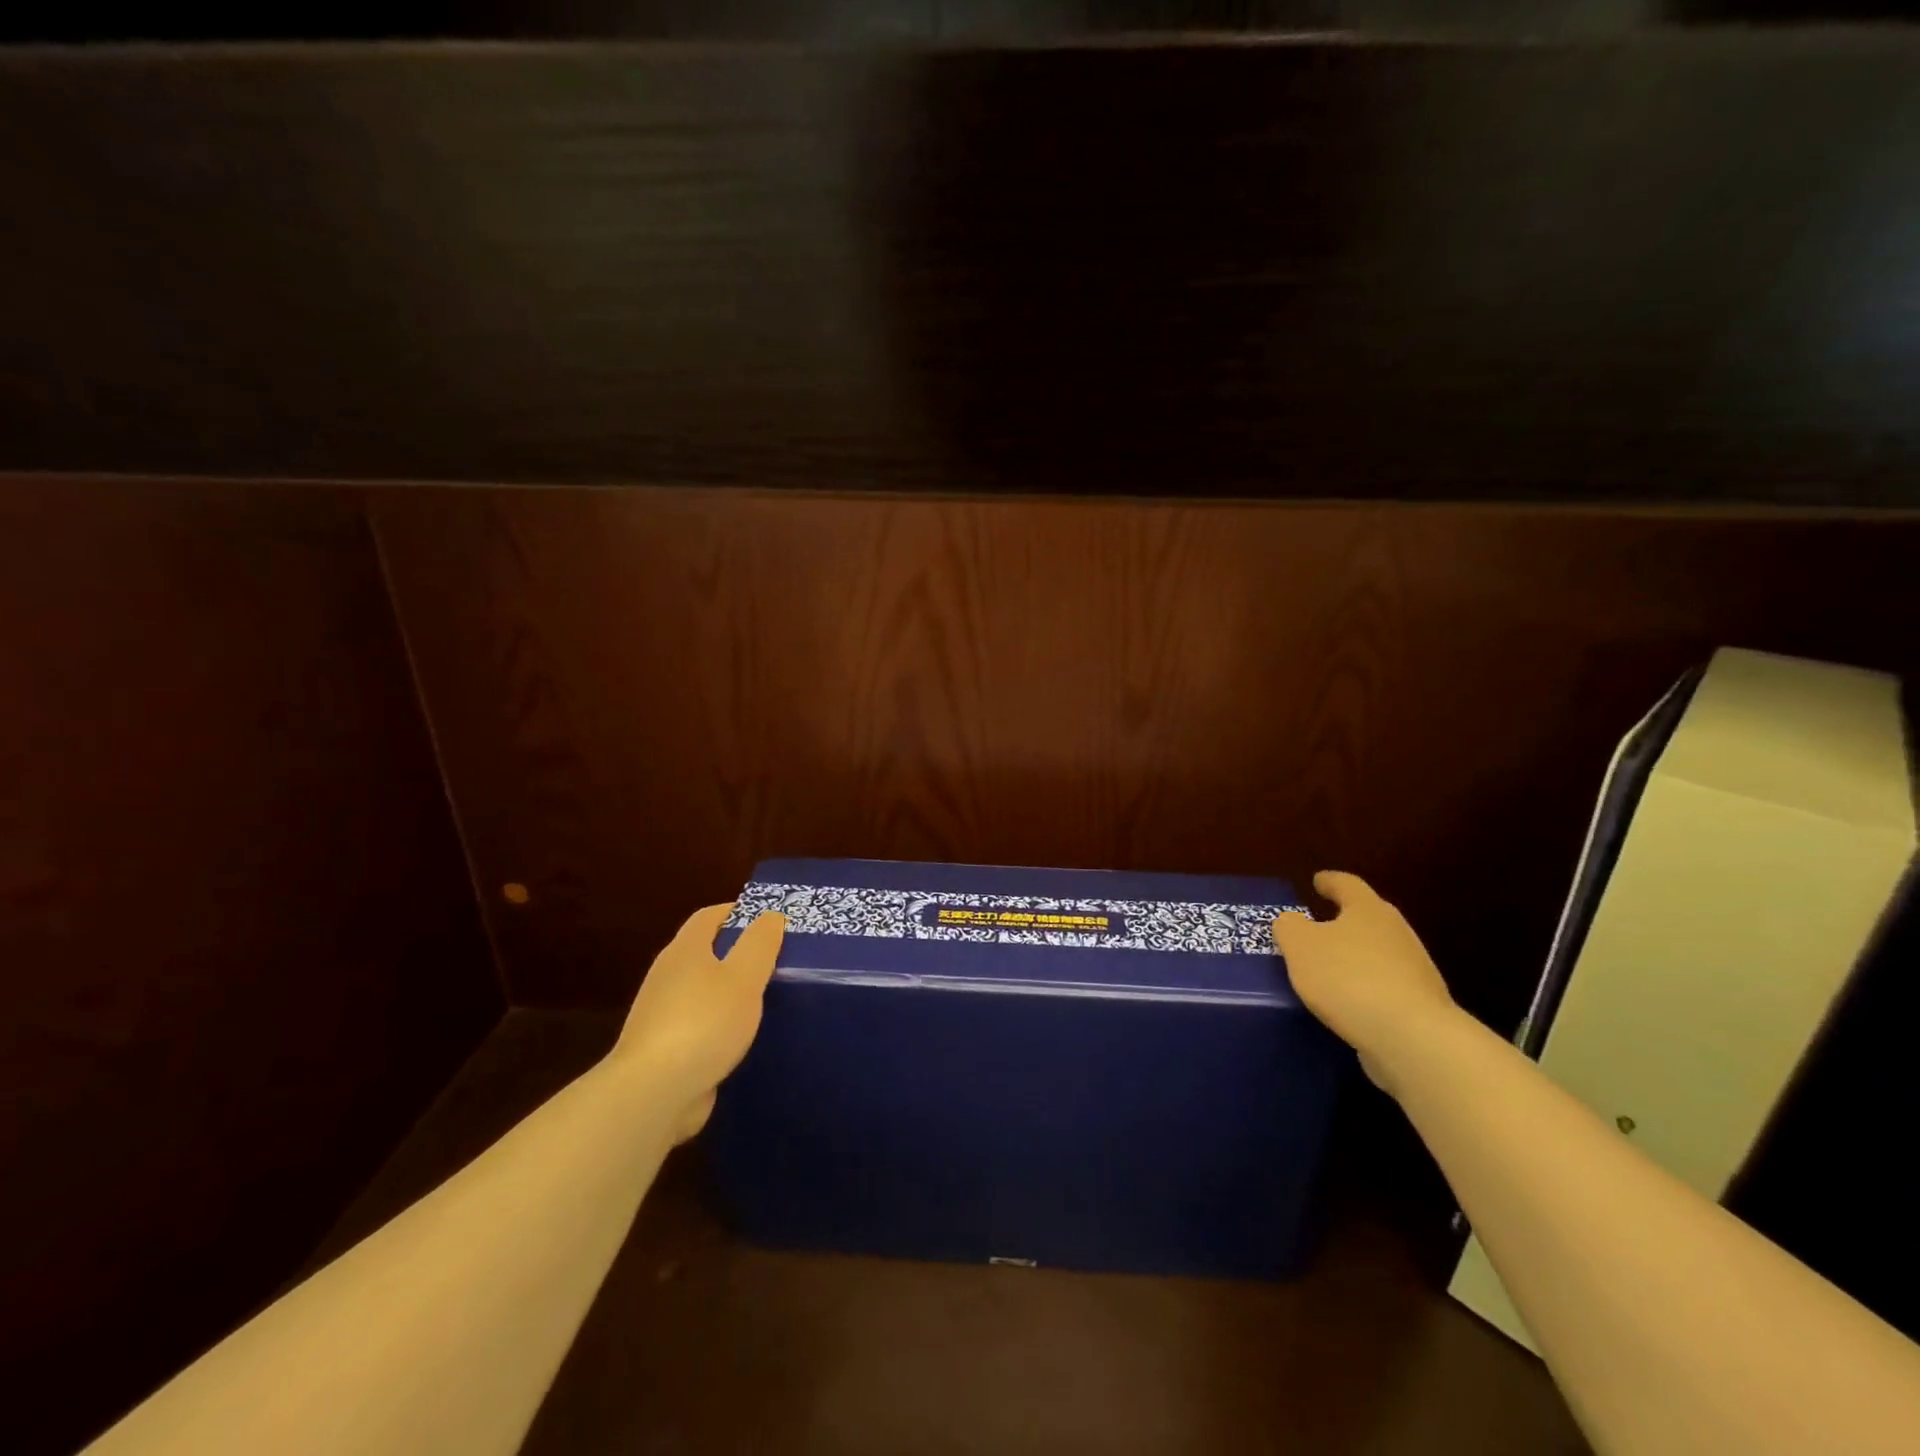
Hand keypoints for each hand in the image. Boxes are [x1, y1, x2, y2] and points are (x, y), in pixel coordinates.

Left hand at [608, 903, 785, 1142]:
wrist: (653, 1093)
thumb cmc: (703, 1023)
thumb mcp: (744, 977)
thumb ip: (760, 943)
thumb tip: (770, 916)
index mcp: (684, 951)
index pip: (709, 916)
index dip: (738, 912)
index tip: (768, 920)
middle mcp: (667, 977)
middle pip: (703, 953)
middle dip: (736, 953)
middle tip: (775, 959)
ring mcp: (660, 1016)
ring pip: (701, 992)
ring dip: (728, 993)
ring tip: (765, 1000)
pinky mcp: (663, 1052)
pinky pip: (698, 1027)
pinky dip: (719, 1027)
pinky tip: (741, 1040)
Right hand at [1272, 871, 1457, 1093]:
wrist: (1413, 1039)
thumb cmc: (1349, 978)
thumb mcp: (1300, 946)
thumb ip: (1289, 927)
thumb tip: (1292, 922)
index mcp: (1368, 910)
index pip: (1347, 884)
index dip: (1329, 881)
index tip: (1317, 881)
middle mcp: (1396, 933)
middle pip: (1367, 918)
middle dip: (1343, 921)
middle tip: (1317, 926)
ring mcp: (1415, 971)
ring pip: (1377, 954)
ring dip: (1354, 958)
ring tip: (1326, 971)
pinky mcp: (1421, 1006)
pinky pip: (1384, 988)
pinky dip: (1365, 990)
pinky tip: (1346, 1005)